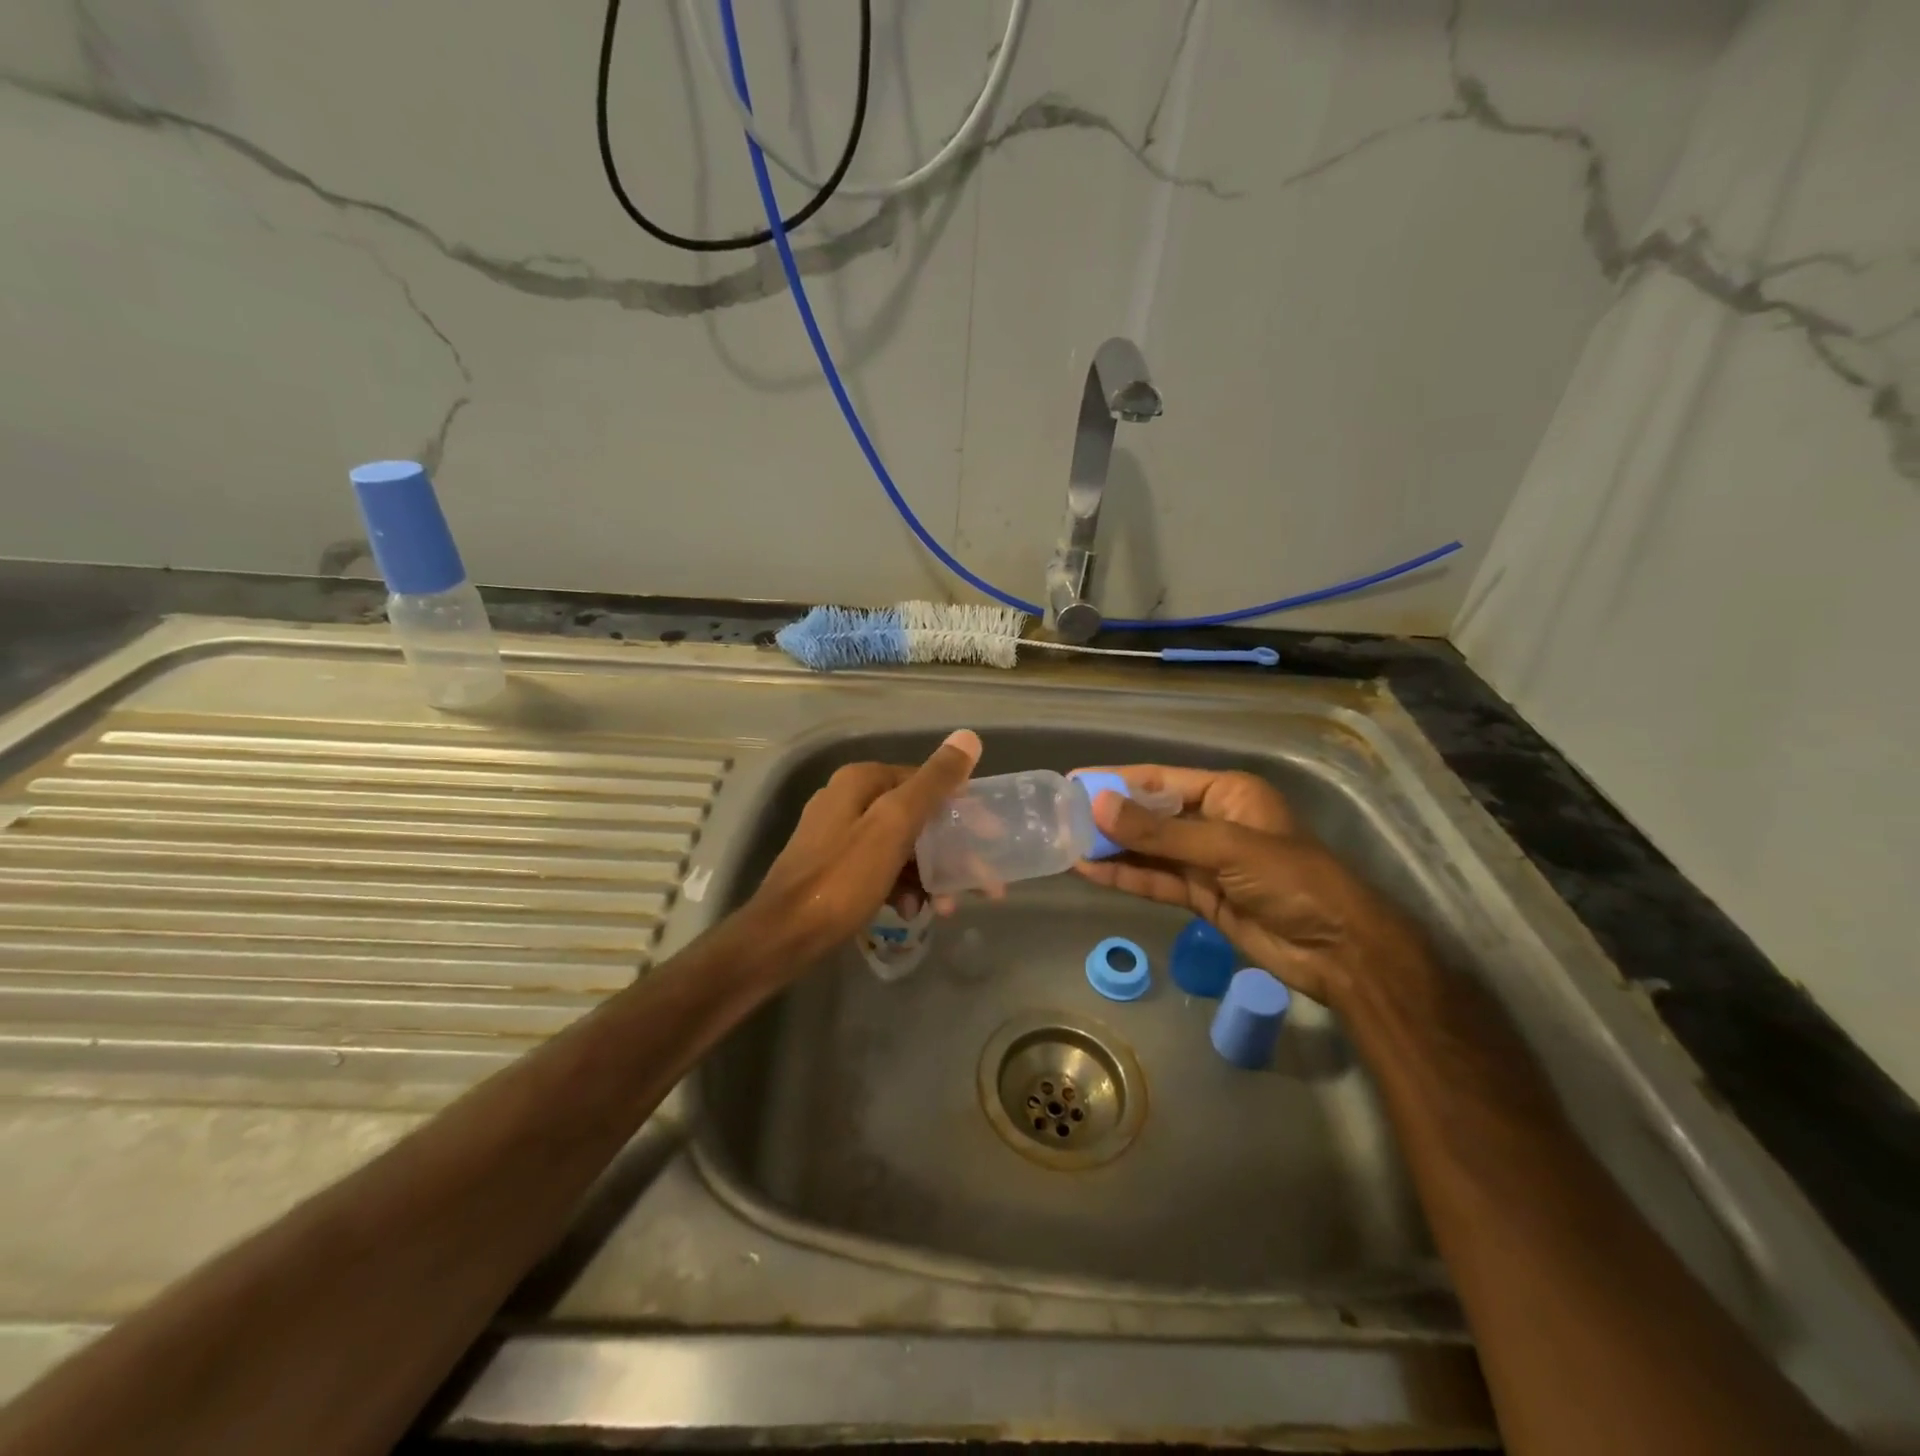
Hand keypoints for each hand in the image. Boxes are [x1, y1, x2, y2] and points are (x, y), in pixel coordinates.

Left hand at [750, 729, 981, 962]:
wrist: (783, 935)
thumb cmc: (843, 878)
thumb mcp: (894, 826)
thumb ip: (933, 783)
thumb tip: (968, 737)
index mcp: (862, 781)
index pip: (925, 782)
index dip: (961, 810)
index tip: (989, 839)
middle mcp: (848, 799)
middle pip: (914, 817)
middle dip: (949, 850)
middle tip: (979, 881)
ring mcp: (837, 834)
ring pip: (900, 846)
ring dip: (928, 873)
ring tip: (947, 906)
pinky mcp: (833, 867)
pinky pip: (880, 867)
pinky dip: (901, 886)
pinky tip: (912, 911)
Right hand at [1071, 765, 1423, 1005]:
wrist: (1338, 950)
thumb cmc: (1291, 880)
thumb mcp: (1225, 848)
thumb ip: (1159, 833)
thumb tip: (1098, 806)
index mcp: (1226, 793)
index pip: (1160, 779)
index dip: (1116, 780)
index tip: (1073, 782)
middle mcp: (1212, 821)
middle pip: (1150, 815)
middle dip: (1108, 817)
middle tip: (1059, 817)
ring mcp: (1205, 861)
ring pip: (1148, 850)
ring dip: (1110, 849)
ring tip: (1064, 844)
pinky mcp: (1200, 895)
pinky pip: (1155, 880)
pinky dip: (1124, 877)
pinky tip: (1089, 871)